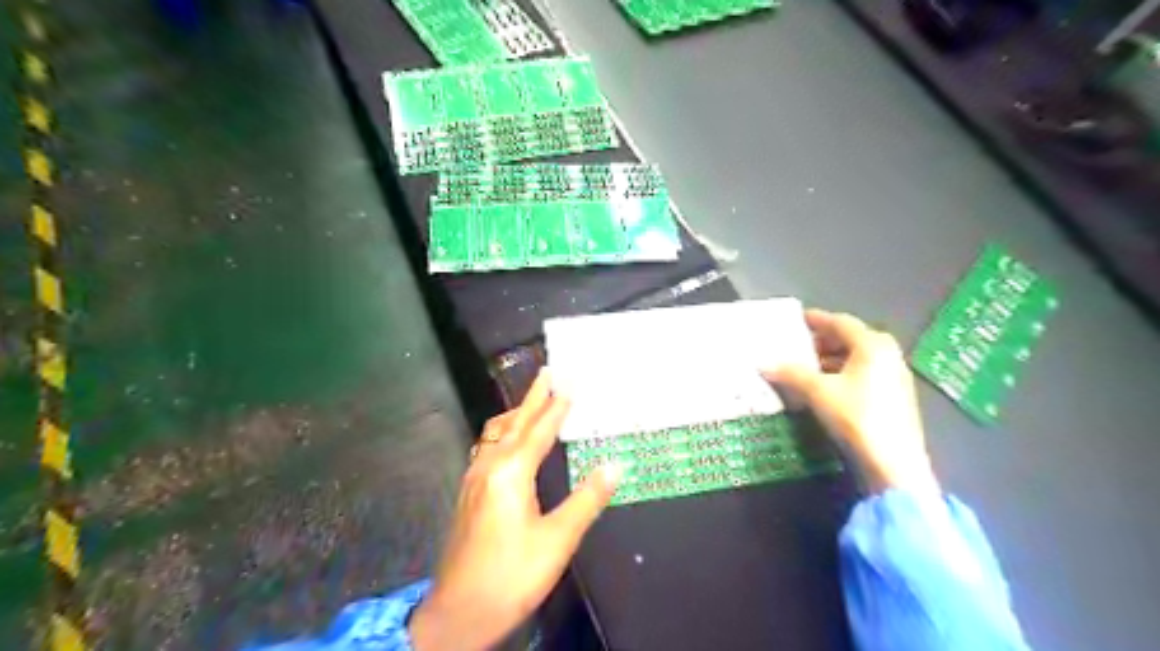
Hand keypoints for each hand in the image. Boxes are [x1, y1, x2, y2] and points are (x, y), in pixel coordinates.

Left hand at [409, 372, 620, 649]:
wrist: (458, 612)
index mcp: (511, 471)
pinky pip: (488, 447)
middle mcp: (489, 466)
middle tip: (548, 372)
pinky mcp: (468, 492)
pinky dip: (504, 433)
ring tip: (533, 402)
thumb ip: (587, 500)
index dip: (556, 406)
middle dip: (533, 397)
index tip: (569, 381)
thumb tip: (614, 466)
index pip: (539, 429)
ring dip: (517, 414)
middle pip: (514, 422)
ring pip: (496, 433)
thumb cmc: (512, 575)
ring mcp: (474, 478)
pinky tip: (509, 442)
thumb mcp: (557, 540)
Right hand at [769, 311, 935, 493]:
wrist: (894, 463)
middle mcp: (887, 354)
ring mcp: (894, 376)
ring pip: (857, 358)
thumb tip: (763, 365)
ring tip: (805, 368)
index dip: (816, 320)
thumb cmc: (856, 416)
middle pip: (850, 339)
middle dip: (822, 341)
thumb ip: (790, 374)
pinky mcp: (894, 397)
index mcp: (872, 345)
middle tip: (796, 346)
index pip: (839, 322)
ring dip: (830, 359)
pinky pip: (863, 374)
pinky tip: (824, 388)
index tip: (795, 320)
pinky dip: (842, 374)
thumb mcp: (818, 392)